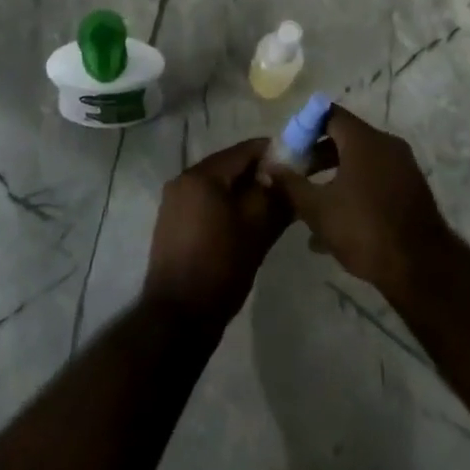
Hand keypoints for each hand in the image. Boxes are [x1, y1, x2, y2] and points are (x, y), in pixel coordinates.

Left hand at [143, 138, 290, 324]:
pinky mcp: (172, 223)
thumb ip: (276, 196)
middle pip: (230, 166)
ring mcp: (174, 202)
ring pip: (218, 186)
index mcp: (202, 174)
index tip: (298, 166)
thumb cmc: (220, 267)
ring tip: (270, 210)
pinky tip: (245, 225)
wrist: (177, 319)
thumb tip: (291, 176)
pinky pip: (206, 203)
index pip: (245, 150)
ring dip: (243, 193)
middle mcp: (183, 179)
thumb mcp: (257, 229)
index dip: (275, 154)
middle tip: (287, 191)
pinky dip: (226, 207)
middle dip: (259, 175)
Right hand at [267, 105, 455, 300]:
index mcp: (364, 139)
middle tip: (297, 175)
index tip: (289, 147)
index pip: (329, 114)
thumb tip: (268, 166)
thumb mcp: (318, 209)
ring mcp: (402, 166)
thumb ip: (291, 184)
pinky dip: (355, 191)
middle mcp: (386, 144)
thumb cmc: (364, 230)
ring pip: (360, 162)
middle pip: (345, 138)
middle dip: (318, 156)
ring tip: (312, 204)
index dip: (305, 127)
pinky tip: (337, 226)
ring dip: (335, 177)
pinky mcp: (411, 189)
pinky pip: (376, 179)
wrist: (421, 268)